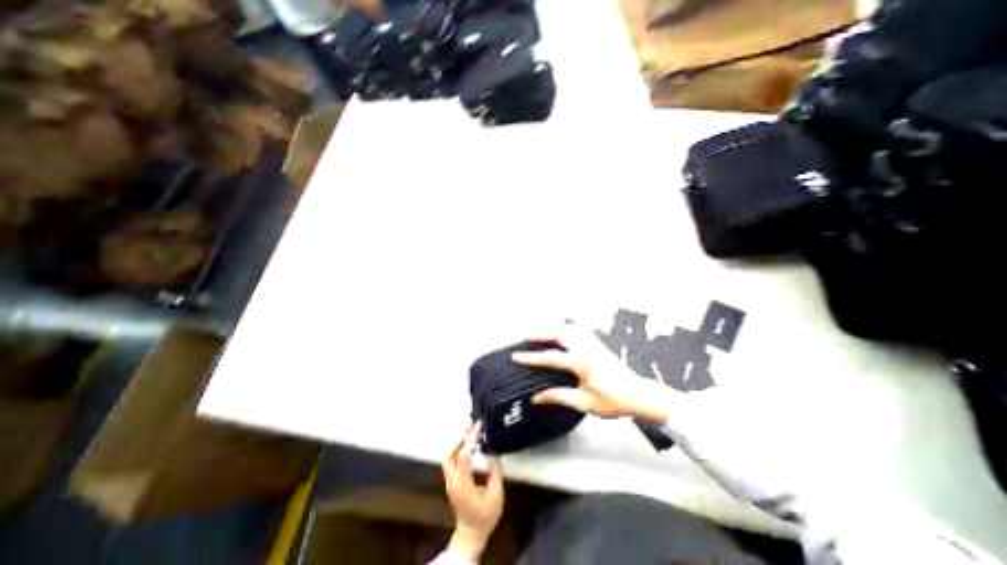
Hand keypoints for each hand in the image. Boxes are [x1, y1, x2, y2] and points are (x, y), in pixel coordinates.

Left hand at [442, 423, 503, 560]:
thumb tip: (493, 452)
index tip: (478, 427)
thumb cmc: (485, 516)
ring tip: (471, 433)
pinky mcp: (451, 481)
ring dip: (458, 443)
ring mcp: (450, 482)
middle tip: (472, 426)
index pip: (463, 457)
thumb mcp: (496, 494)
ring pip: (448, 456)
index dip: (471, 440)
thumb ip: (495, 471)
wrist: (472, 533)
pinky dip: (459, 449)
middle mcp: (452, 482)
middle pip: (450, 454)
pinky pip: (451, 460)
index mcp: (463, 486)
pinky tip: (471, 446)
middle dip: (460, 438)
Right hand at [513, 322, 675, 422]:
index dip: (531, 358)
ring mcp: (593, 343)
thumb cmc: (615, 401)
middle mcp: (587, 348)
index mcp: (583, 363)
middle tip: (525, 336)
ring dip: (552, 328)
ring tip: (539, 332)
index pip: (551, 357)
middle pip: (559, 333)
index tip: (516, 357)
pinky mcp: (598, 344)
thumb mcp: (585, 403)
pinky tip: (560, 331)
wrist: (640, 395)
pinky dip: (565, 328)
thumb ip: (559, 396)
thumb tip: (537, 397)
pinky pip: (578, 330)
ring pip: (569, 328)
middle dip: (540, 333)